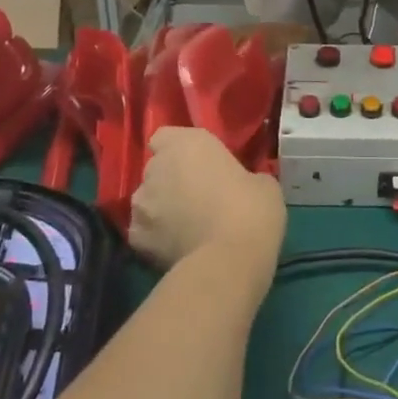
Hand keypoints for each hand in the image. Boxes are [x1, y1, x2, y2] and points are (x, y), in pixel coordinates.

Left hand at [130, 128, 284, 274]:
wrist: (228, 262)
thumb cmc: (251, 210)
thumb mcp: (262, 183)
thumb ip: (241, 176)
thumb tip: (237, 185)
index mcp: (187, 144)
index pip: (166, 137)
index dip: (179, 150)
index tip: (198, 164)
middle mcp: (156, 168)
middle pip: (157, 169)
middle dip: (172, 180)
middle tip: (198, 198)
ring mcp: (141, 203)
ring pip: (148, 201)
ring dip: (162, 209)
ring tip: (187, 228)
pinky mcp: (135, 238)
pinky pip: (145, 232)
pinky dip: (157, 238)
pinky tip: (178, 249)